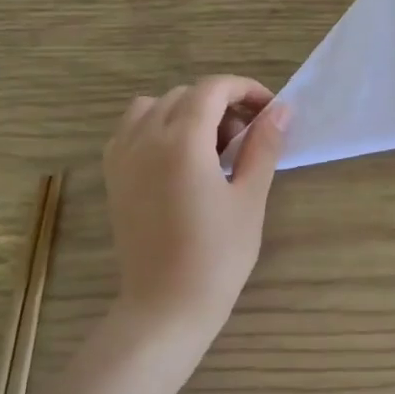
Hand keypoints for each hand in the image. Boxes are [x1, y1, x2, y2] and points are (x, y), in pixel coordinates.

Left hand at [102, 77, 288, 376]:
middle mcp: (145, 138)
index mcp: (182, 142)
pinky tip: (180, 158)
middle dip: (221, 103)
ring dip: (187, 111)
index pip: (213, 88)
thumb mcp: (249, 197)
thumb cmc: (217, 255)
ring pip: (154, 106)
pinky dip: (157, 126)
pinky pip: (132, 129)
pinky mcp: (113, 175)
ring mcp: (123, 156)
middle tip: (248, 138)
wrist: (166, 304)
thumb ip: (263, 146)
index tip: (270, 111)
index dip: (245, 90)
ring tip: (211, 146)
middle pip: (186, 94)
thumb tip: (281, 110)